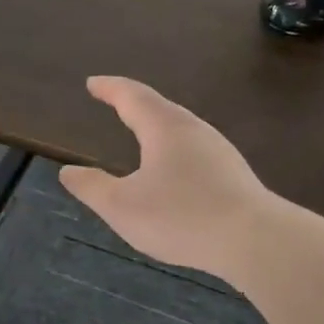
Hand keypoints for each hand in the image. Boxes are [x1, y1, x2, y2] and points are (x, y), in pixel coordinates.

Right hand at [61, 76, 276, 281]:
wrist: (255, 240)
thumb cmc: (181, 217)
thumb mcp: (122, 207)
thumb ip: (92, 188)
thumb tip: (68, 172)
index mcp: (164, 127)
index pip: (131, 96)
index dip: (109, 88)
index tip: (92, 83)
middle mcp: (193, 129)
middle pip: (158, 106)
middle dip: (133, 101)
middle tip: (113, 100)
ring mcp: (218, 149)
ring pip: (180, 126)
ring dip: (155, 123)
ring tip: (140, 129)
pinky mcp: (233, 172)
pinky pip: (194, 146)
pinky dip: (173, 145)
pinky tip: (173, 166)